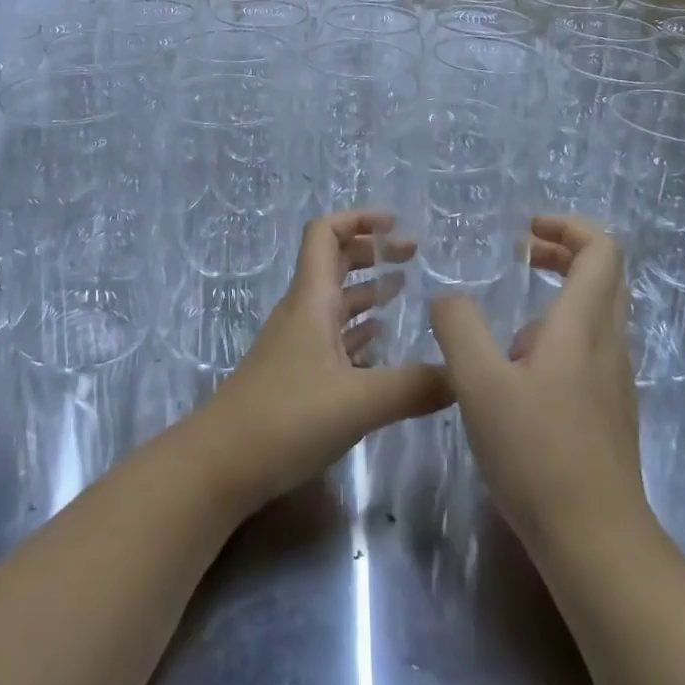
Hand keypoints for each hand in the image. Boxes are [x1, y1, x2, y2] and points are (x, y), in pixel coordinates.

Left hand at [199, 211, 450, 512]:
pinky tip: (383, 345)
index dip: (358, 219)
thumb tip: (464, 376)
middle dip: (372, 253)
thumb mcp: (358, 402)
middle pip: (335, 263)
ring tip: (406, 292)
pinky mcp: (297, 376)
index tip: (396, 225)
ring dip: (368, 290)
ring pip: (335, 302)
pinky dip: (359, 330)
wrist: (220, 465)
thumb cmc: (286, 418)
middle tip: (414, 257)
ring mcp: (298, 345)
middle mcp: (303, 313)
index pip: (325, 233)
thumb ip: (414, 387)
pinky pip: (333, 338)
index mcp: (312, 300)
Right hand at [430, 216, 652, 556]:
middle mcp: (608, 344)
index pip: (601, 250)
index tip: (527, 231)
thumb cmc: (537, 453)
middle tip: (519, 255)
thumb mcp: (479, 382)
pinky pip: (587, 351)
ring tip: (503, 328)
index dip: (568, 226)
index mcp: (583, 325)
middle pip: (603, 276)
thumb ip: (459, 327)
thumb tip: (450, 297)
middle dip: (561, 253)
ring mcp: (613, 380)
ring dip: (555, 298)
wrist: (595, 543)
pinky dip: (555, 338)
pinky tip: (515, 377)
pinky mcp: (608, 411)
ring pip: (595, 315)